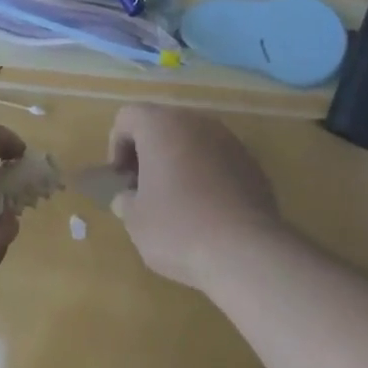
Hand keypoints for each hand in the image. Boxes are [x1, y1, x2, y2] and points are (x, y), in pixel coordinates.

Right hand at [108, 104, 286, 291]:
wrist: (246, 250)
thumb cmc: (179, 228)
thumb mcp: (136, 221)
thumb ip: (125, 200)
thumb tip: (128, 197)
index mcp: (161, 125)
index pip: (128, 116)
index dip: (117, 145)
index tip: (122, 181)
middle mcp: (195, 121)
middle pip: (162, 124)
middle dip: (149, 153)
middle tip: (145, 191)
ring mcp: (227, 138)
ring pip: (192, 140)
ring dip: (179, 162)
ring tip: (177, 202)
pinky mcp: (250, 161)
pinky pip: (217, 158)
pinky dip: (206, 174)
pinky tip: (208, 211)